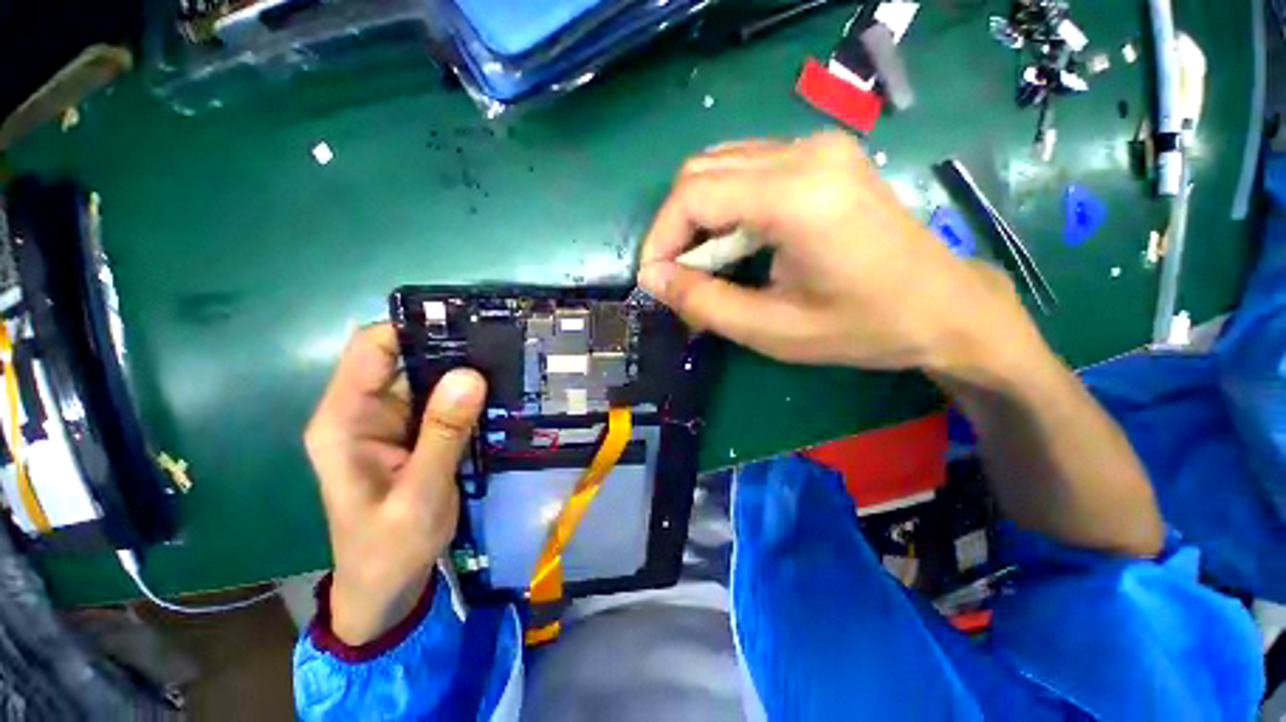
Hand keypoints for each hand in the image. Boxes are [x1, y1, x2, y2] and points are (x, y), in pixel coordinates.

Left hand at [304, 324, 485, 644]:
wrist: (386, 586)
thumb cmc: (390, 548)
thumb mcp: (420, 494)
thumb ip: (442, 434)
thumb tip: (469, 375)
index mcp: (345, 420)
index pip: (371, 349)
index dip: (413, 328)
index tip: (466, 322)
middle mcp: (363, 410)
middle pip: (403, 356)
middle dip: (448, 345)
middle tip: (499, 341)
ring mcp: (390, 420)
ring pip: (427, 376)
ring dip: (462, 369)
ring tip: (506, 361)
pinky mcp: (413, 432)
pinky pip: (440, 399)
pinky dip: (466, 393)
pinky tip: (496, 390)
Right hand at [638, 132, 1040, 382]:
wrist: (942, 307)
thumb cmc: (860, 327)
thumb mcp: (771, 329)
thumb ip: (703, 303)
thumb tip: (653, 279)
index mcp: (797, 195)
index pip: (694, 194)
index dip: (661, 237)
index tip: (653, 279)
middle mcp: (806, 152)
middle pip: (702, 171)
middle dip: (675, 227)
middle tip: (678, 276)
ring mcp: (818, 147)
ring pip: (721, 166)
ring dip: (698, 216)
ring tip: (704, 265)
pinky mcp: (823, 156)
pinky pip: (748, 169)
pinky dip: (724, 206)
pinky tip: (734, 242)